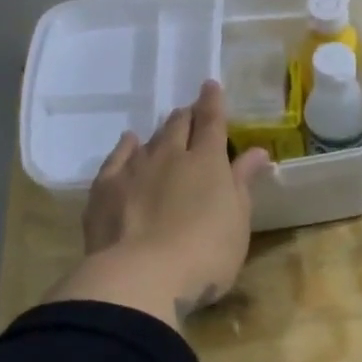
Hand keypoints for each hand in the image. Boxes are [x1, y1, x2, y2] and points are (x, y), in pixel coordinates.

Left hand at [45, 80, 270, 330]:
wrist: (141, 276)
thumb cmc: (206, 253)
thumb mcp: (237, 221)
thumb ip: (243, 182)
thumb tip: (256, 151)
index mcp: (208, 162)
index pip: (213, 122)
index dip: (213, 103)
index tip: (212, 86)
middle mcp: (170, 155)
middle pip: (179, 125)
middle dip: (187, 115)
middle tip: (192, 114)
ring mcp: (135, 169)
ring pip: (150, 138)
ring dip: (161, 131)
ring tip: (166, 129)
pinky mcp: (105, 188)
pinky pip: (117, 157)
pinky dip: (127, 146)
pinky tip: (130, 142)